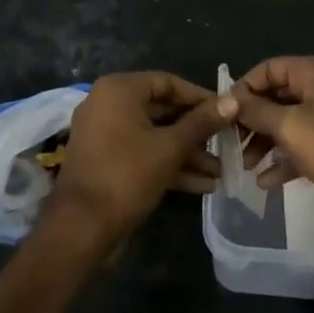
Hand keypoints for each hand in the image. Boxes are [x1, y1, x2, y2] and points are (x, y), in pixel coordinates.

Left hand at [44, 72, 236, 245]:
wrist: (80, 229)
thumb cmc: (126, 175)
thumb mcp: (170, 147)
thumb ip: (202, 123)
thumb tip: (233, 100)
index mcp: (119, 90)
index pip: (168, 83)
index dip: (200, 97)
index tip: (227, 112)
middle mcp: (109, 105)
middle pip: (162, 111)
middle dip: (196, 132)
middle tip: (226, 143)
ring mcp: (105, 135)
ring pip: (154, 136)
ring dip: (187, 153)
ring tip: (220, 172)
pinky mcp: (107, 162)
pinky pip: (143, 154)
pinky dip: (169, 165)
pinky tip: (202, 185)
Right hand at [232, 57, 313, 235]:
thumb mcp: (291, 128)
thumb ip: (258, 111)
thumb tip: (231, 99)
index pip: (270, 68)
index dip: (245, 87)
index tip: (224, 112)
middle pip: (278, 95)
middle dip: (253, 119)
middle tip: (231, 142)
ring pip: (290, 121)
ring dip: (265, 141)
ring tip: (245, 166)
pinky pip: (304, 143)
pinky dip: (285, 158)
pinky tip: (266, 182)